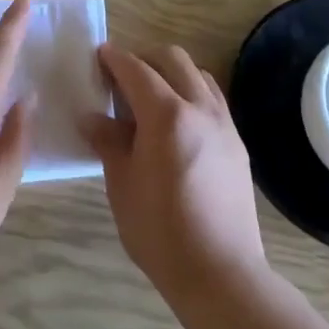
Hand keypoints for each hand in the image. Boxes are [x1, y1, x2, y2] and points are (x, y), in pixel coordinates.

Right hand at [87, 45, 265, 303]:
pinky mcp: (237, 143)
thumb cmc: (160, 231)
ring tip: (150, 98)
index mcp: (166, 115)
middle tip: (122, 76)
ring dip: (171, 73)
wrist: (221, 273)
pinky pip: (213, 99)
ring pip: (198, 75)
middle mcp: (199, 108)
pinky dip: (191, 93)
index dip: (115, 59)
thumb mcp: (122, 184)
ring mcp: (224, 124)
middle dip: (145, 58)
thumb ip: (108, 141)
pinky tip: (176, 122)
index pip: (136, 70)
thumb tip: (91, 117)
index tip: (99, 55)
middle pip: (173, 59)